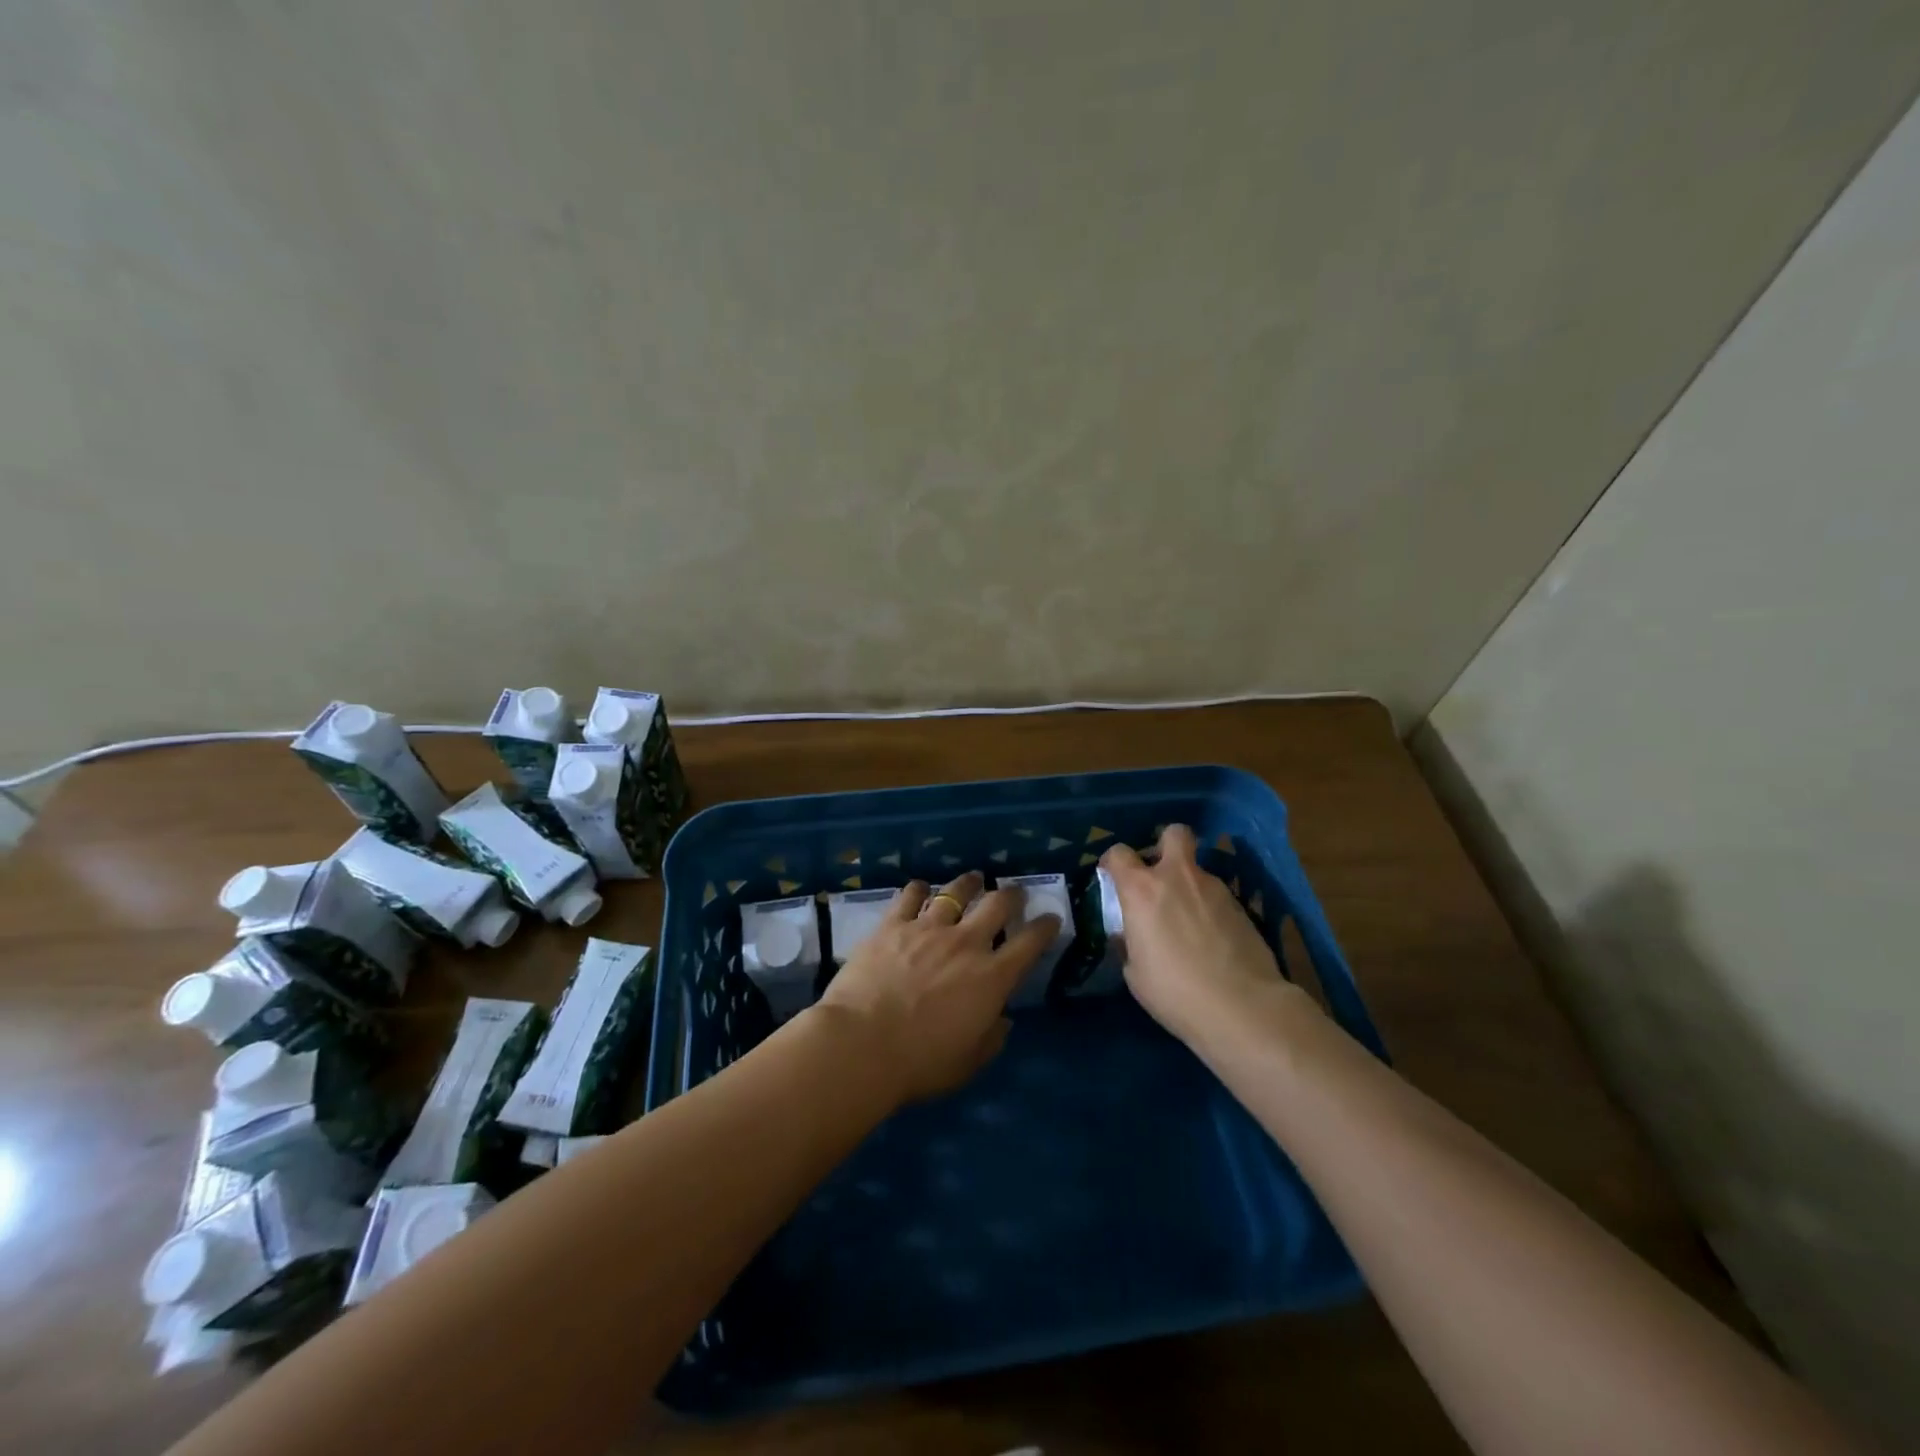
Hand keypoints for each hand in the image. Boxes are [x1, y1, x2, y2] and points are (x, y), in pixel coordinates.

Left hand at [815, 872, 1060, 1103]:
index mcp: (991, 978)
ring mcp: (928, 929)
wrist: (862, 1044)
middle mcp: (966, 943)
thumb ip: (991, 1038)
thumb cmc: (920, 1063)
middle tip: (1014, 893)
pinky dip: (918, 889)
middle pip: (997, 905)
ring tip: (973, 879)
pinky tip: (920, 888)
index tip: (1051, 918)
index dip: (1045, 927)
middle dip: (1012, 895)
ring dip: (969, 884)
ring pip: (955, 892)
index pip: (1030, 943)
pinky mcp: (893, 924)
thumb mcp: (968, 1062)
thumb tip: (1003, 1019)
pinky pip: (910, 896)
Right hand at [1102, 824, 1308, 1048]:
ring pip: (1197, 870)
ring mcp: (1214, 888)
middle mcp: (1178, 877)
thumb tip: (1133, 932)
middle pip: (1174, 834)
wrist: (1241, 1006)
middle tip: (1160, 873)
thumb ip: (1130, 941)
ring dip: (1188, 885)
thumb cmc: (1174, 991)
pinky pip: (1216, 896)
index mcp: (1142, 890)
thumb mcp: (1135, 971)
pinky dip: (1209, 909)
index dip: (1113, 861)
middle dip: (1165, 845)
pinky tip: (1211, 939)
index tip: (1112, 875)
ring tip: (1188, 921)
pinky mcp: (1241, 906)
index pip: (1119, 853)